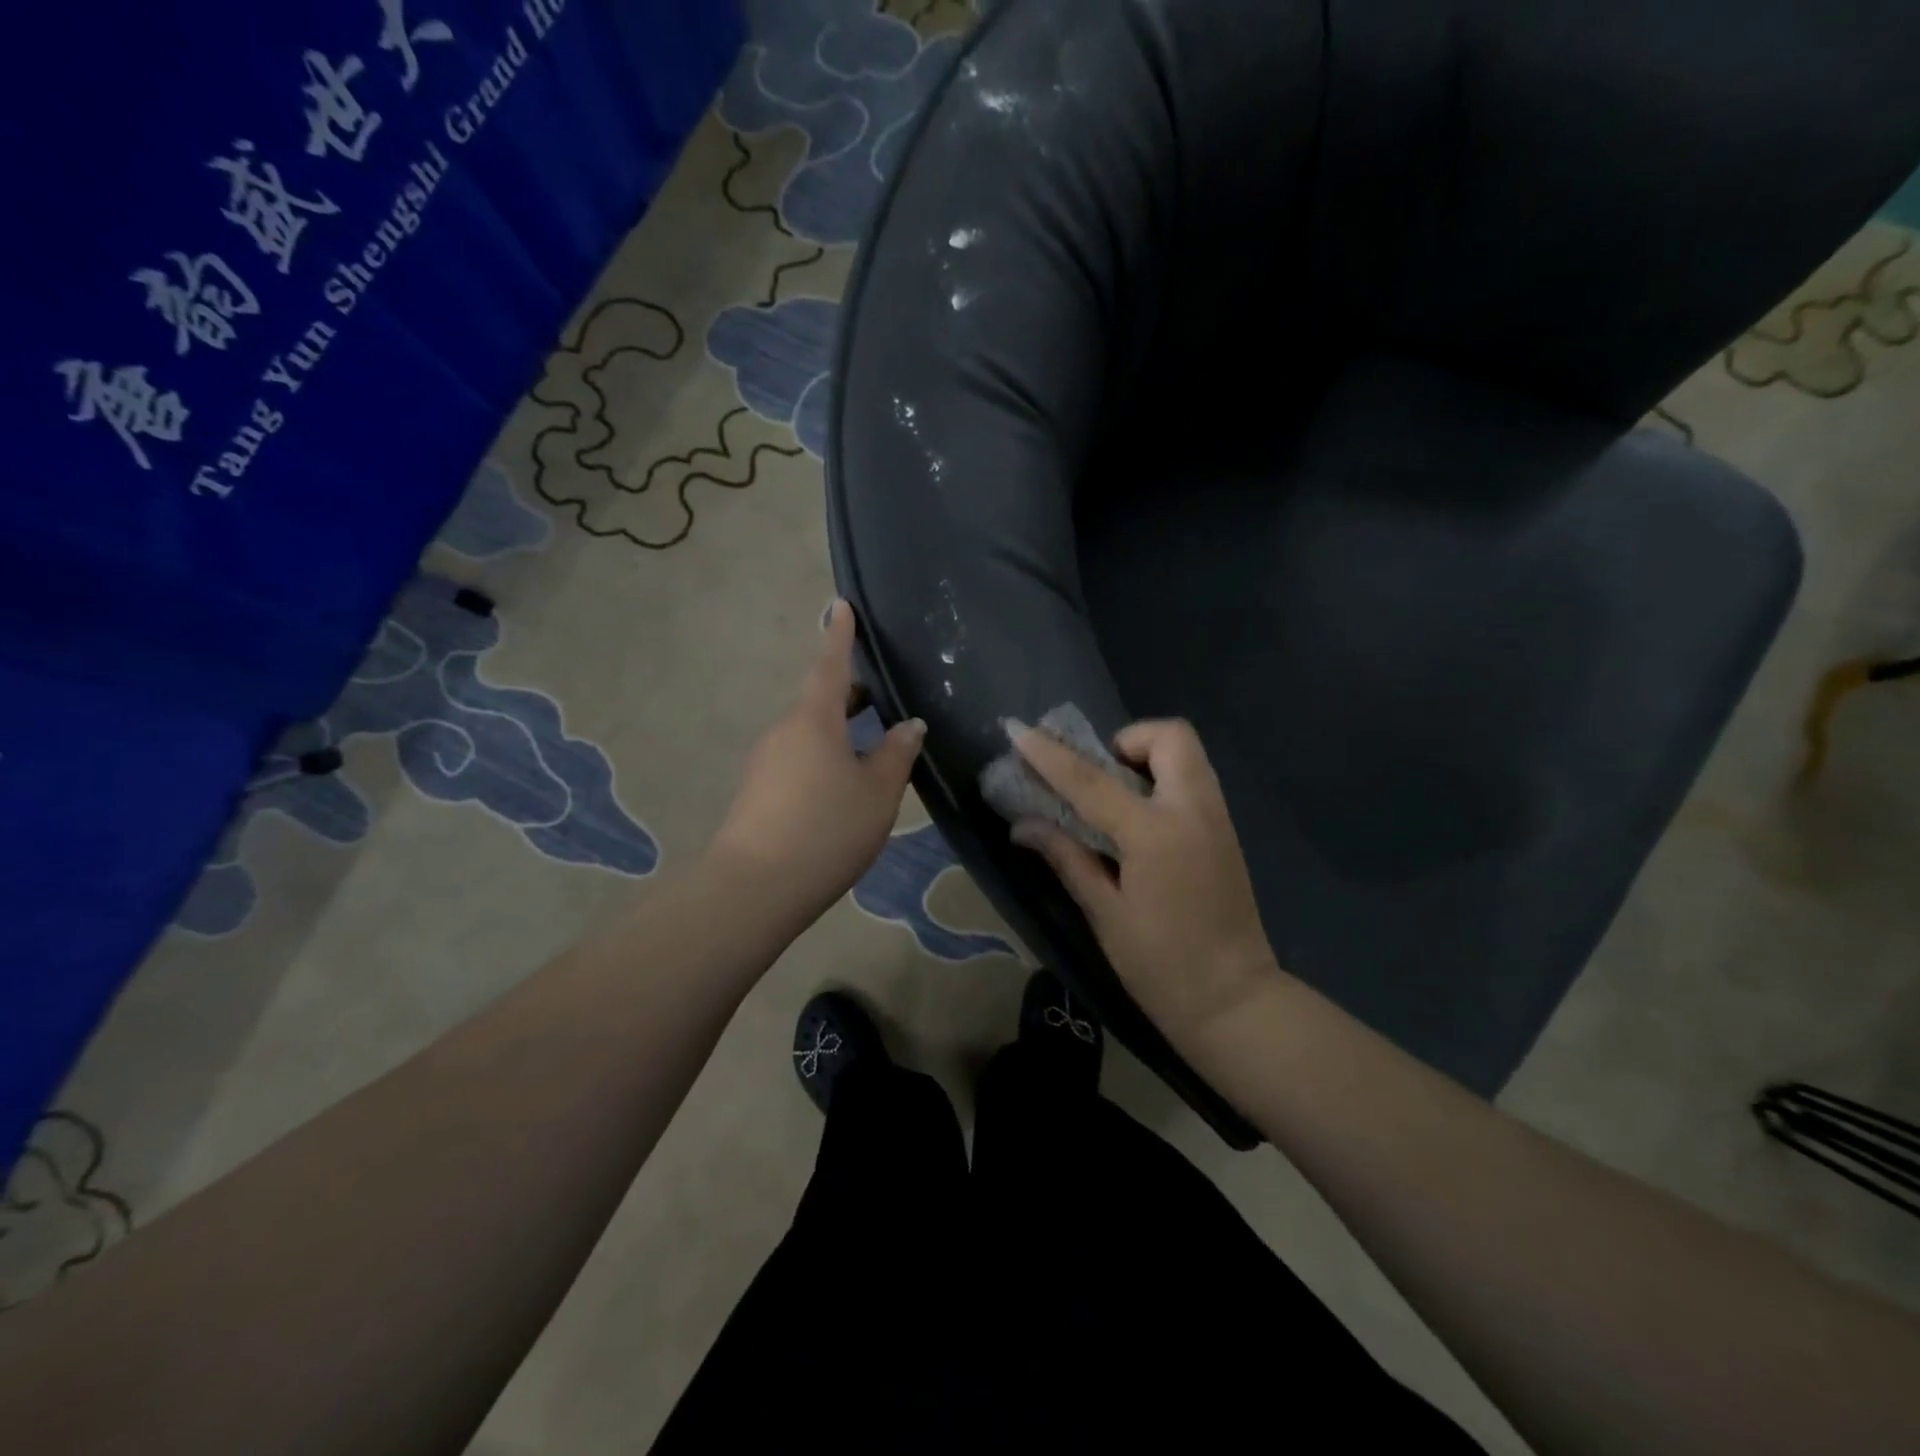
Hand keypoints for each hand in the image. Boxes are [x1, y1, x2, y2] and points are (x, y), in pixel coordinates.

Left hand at [709, 600, 924, 923]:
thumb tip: (909, 725)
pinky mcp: (758, 791)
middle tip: (882, 694)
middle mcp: (784, 731)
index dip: (840, 637)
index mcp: (814, 720)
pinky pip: (799, 758)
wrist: (756, 887)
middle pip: (820, 701)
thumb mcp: (877, 792)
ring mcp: (766, 761)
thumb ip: (896, 754)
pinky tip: (844, 784)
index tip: (841, 606)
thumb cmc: (827, 828)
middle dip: (850, 693)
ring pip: (810, 733)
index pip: (830, 666)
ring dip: (840, 731)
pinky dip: (825, 757)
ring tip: (873, 746)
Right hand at [1011, 719, 1280, 1040]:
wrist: (1235, 1001)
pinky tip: (1139, 820)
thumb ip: (1067, 858)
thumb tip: (1023, 825)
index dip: (1050, 755)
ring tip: (1114, 798)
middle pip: (1169, 736)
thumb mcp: (1104, 913)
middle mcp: (1193, 811)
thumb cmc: (1161, 965)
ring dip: (1146, 757)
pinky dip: (1163, 780)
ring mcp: (1217, 818)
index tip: (1018, 732)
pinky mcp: (1226, 831)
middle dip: (1127, 741)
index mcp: (1155, 834)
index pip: (1091, 780)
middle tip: (1098, 775)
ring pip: (1186, 754)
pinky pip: (1193, 780)